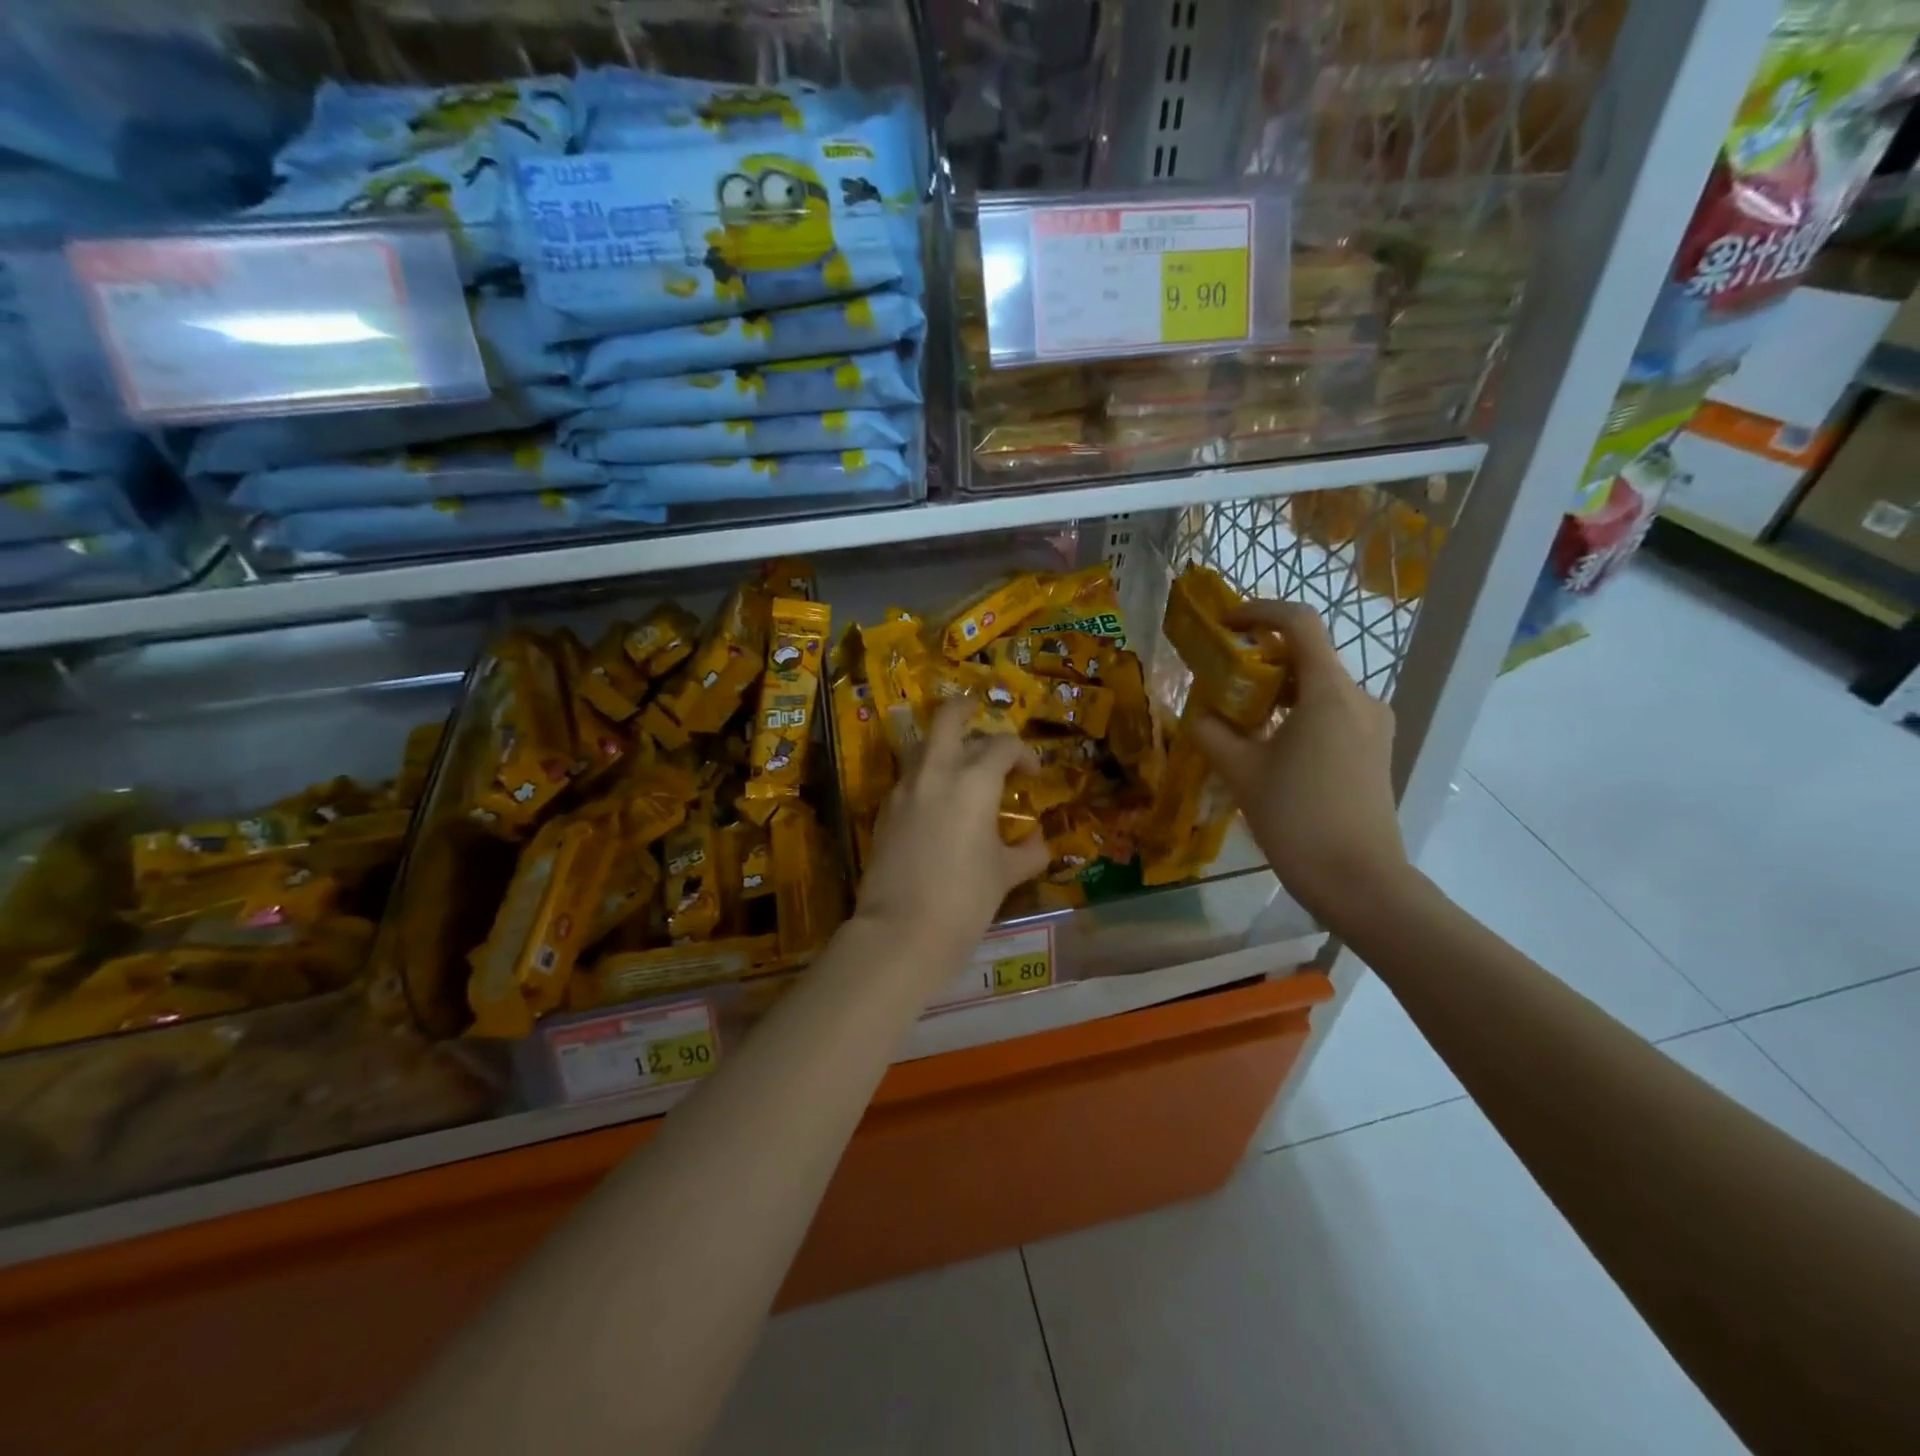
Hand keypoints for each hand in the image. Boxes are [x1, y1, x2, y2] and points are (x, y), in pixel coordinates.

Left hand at [853, 699, 1051, 980]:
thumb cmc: (965, 900)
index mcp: (974, 781)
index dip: (1023, 754)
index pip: (1002, 746)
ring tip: (959, 762)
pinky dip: (925, 777)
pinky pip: (907, 778)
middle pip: (947, 718)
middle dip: (965, 709)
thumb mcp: (1005, 875)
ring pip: (921, 745)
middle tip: (979, 713)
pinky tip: (936, 801)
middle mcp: (936, 772)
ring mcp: (904, 789)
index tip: (1031, 774)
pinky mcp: (884, 810)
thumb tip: (1039, 842)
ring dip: (941, 744)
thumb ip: (1028, 852)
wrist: (902, 931)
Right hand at [1190, 599, 1410, 924]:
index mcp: (1328, 692)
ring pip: (1318, 688)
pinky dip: (1297, 715)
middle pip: (1307, 656)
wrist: (1359, 881)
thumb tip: (1196, 713)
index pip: (1298, 623)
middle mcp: (1359, 698)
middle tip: (1220, 683)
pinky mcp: (1374, 750)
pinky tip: (1270, 747)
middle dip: (1260, 661)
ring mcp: (1373, 725)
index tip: (1224, 625)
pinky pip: (1331, 714)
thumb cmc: (1297, 819)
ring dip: (1277, 691)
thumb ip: (1212, 732)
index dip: (1258, 612)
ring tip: (1239, 720)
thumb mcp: (1241, 772)